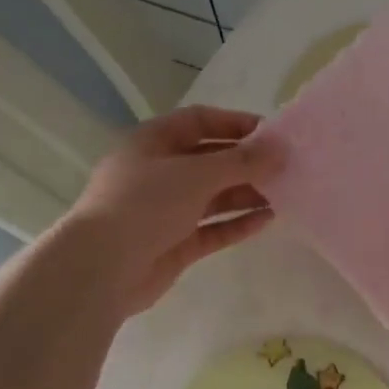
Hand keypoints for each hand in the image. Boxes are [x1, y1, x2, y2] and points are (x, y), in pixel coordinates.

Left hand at [69, 106, 283, 313]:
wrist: (103, 267)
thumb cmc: (145, 204)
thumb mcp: (196, 174)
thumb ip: (242, 162)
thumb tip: (281, 150)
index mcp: (153, 142)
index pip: (199, 121)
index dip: (235, 124)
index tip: (271, 134)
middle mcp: (159, 173)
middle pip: (210, 161)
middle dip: (247, 163)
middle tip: (286, 168)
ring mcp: (166, 211)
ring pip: (214, 197)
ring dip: (247, 194)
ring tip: (285, 194)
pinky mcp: (175, 244)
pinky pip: (212, 228)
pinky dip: (237, 223)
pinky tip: (268, 220)